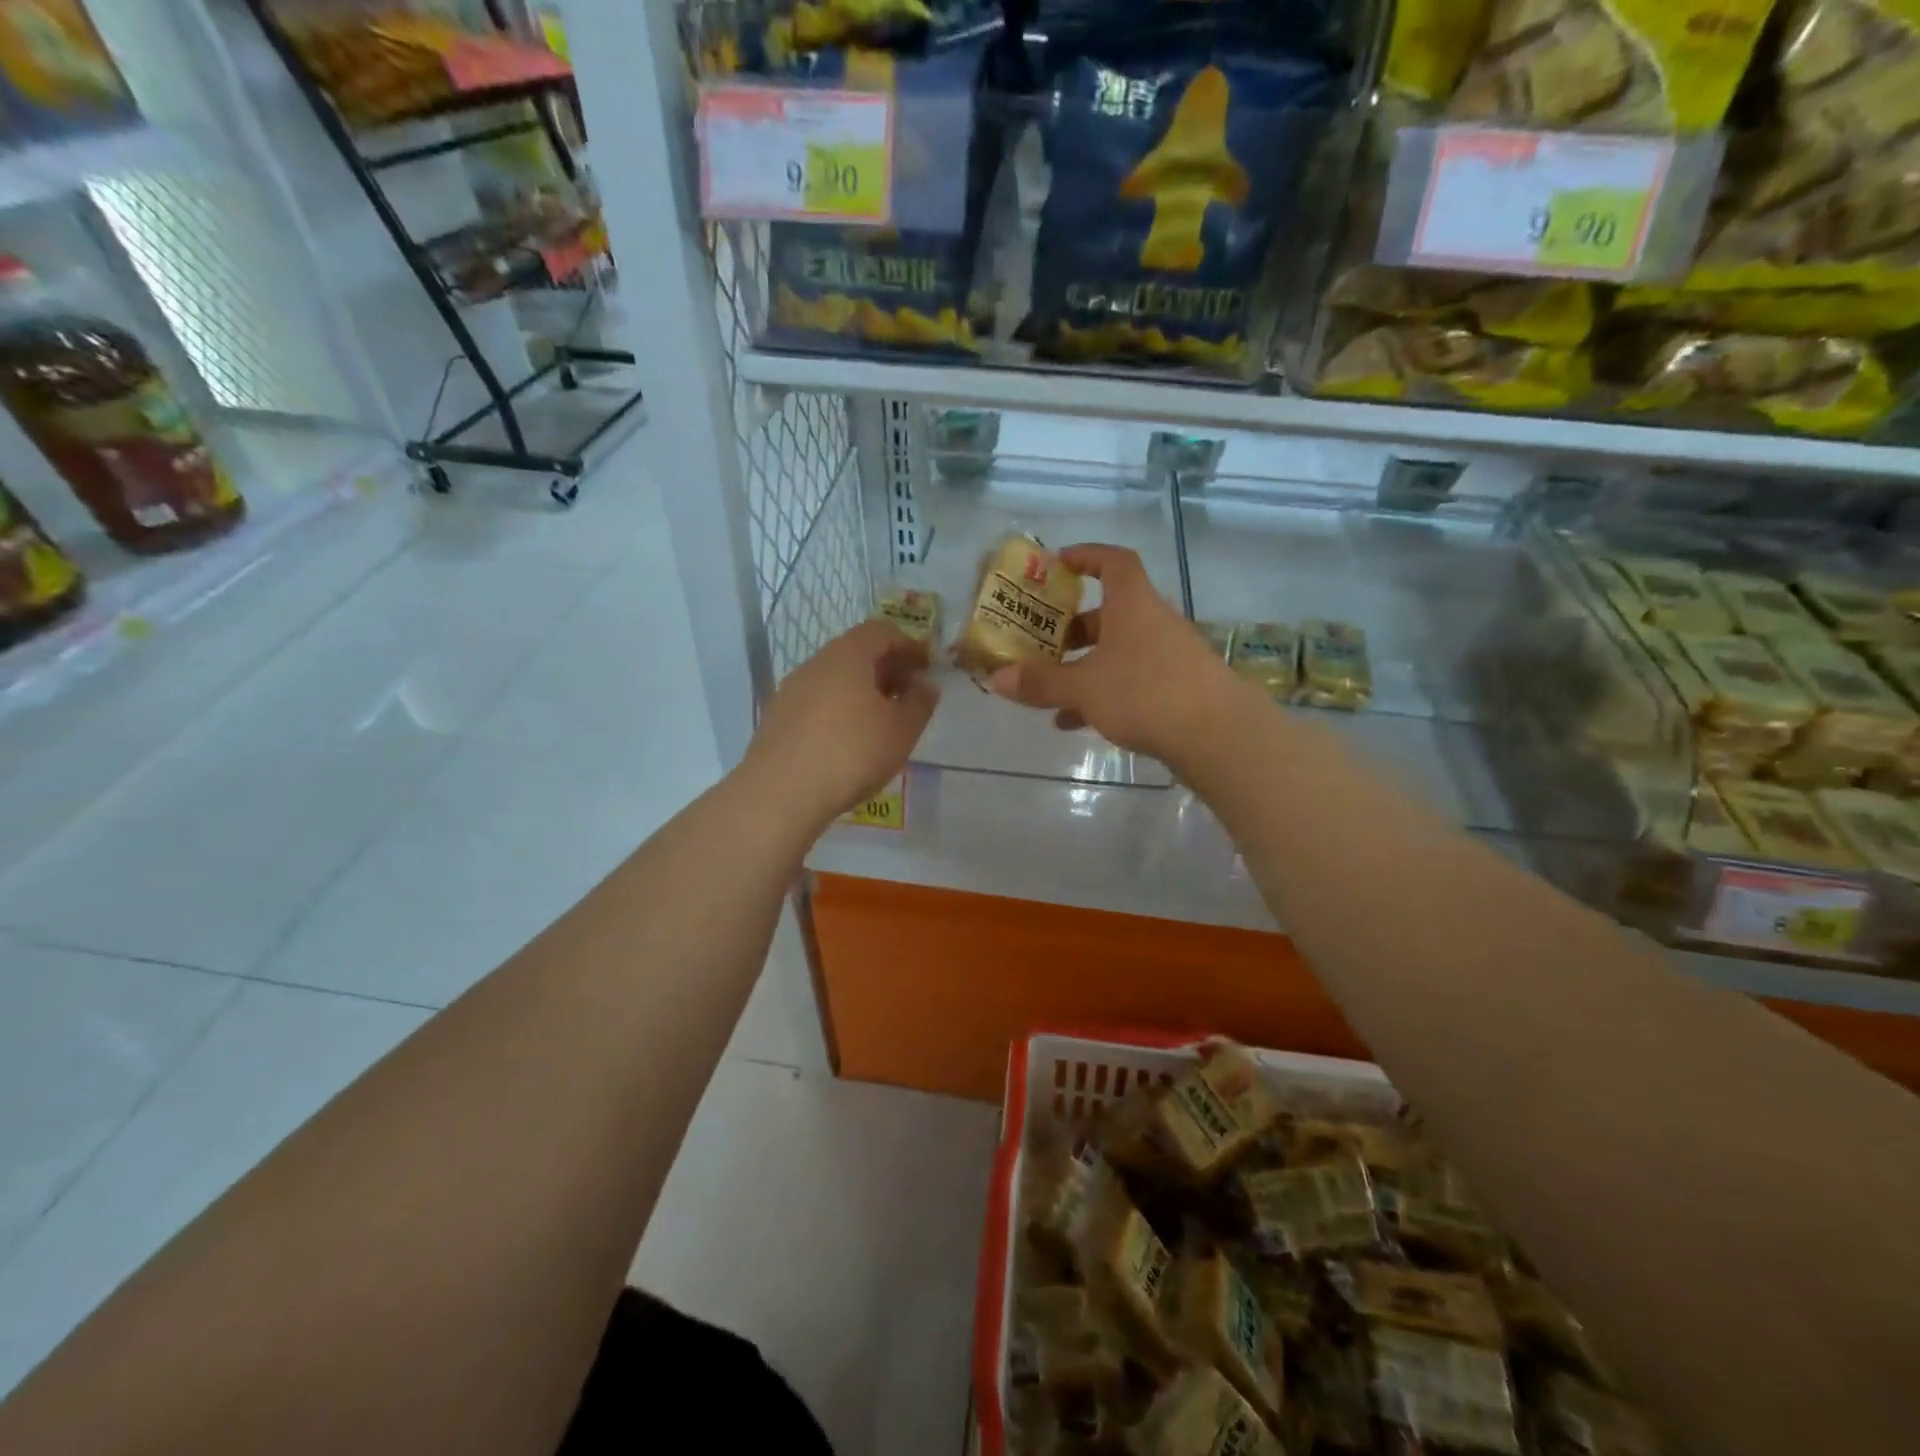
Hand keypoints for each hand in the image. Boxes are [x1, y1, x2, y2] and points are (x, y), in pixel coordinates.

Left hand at [743, 619, 938, 830]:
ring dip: (861, 691)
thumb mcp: (902, 730)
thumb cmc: (852, 752)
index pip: (881, 631)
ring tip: (880, 722)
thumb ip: (920, 702)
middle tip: (907, 696)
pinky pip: (816, 702)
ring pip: (834, 678)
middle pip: (855, 652)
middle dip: (885, 669)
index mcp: (847, 655)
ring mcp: (791, 690)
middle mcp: (815, 663)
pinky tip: (848, 741)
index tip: (926, 669)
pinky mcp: (777, 718)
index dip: (908, 645)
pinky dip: (838, 710)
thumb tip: (925, 684)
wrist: (781, 792)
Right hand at [987, 544, 1252, 767]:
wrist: (1219, 735)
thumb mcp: (1084, 688)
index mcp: (1133, 605)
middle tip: (1043, 642)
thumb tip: (996, 678)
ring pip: (1119, 652)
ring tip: (1050, 691)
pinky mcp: (1179, 689)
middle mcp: (1154, 623)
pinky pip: (1132, 681)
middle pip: (1111, 613)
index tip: (1059, 564)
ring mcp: (1170, 656)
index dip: (1087, 556)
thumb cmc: (1146, 693)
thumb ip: (1041, 682)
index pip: (1113, 562)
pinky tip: (1075, 722)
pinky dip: (1104, 693)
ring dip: (1085, 667)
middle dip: (1074, 628)